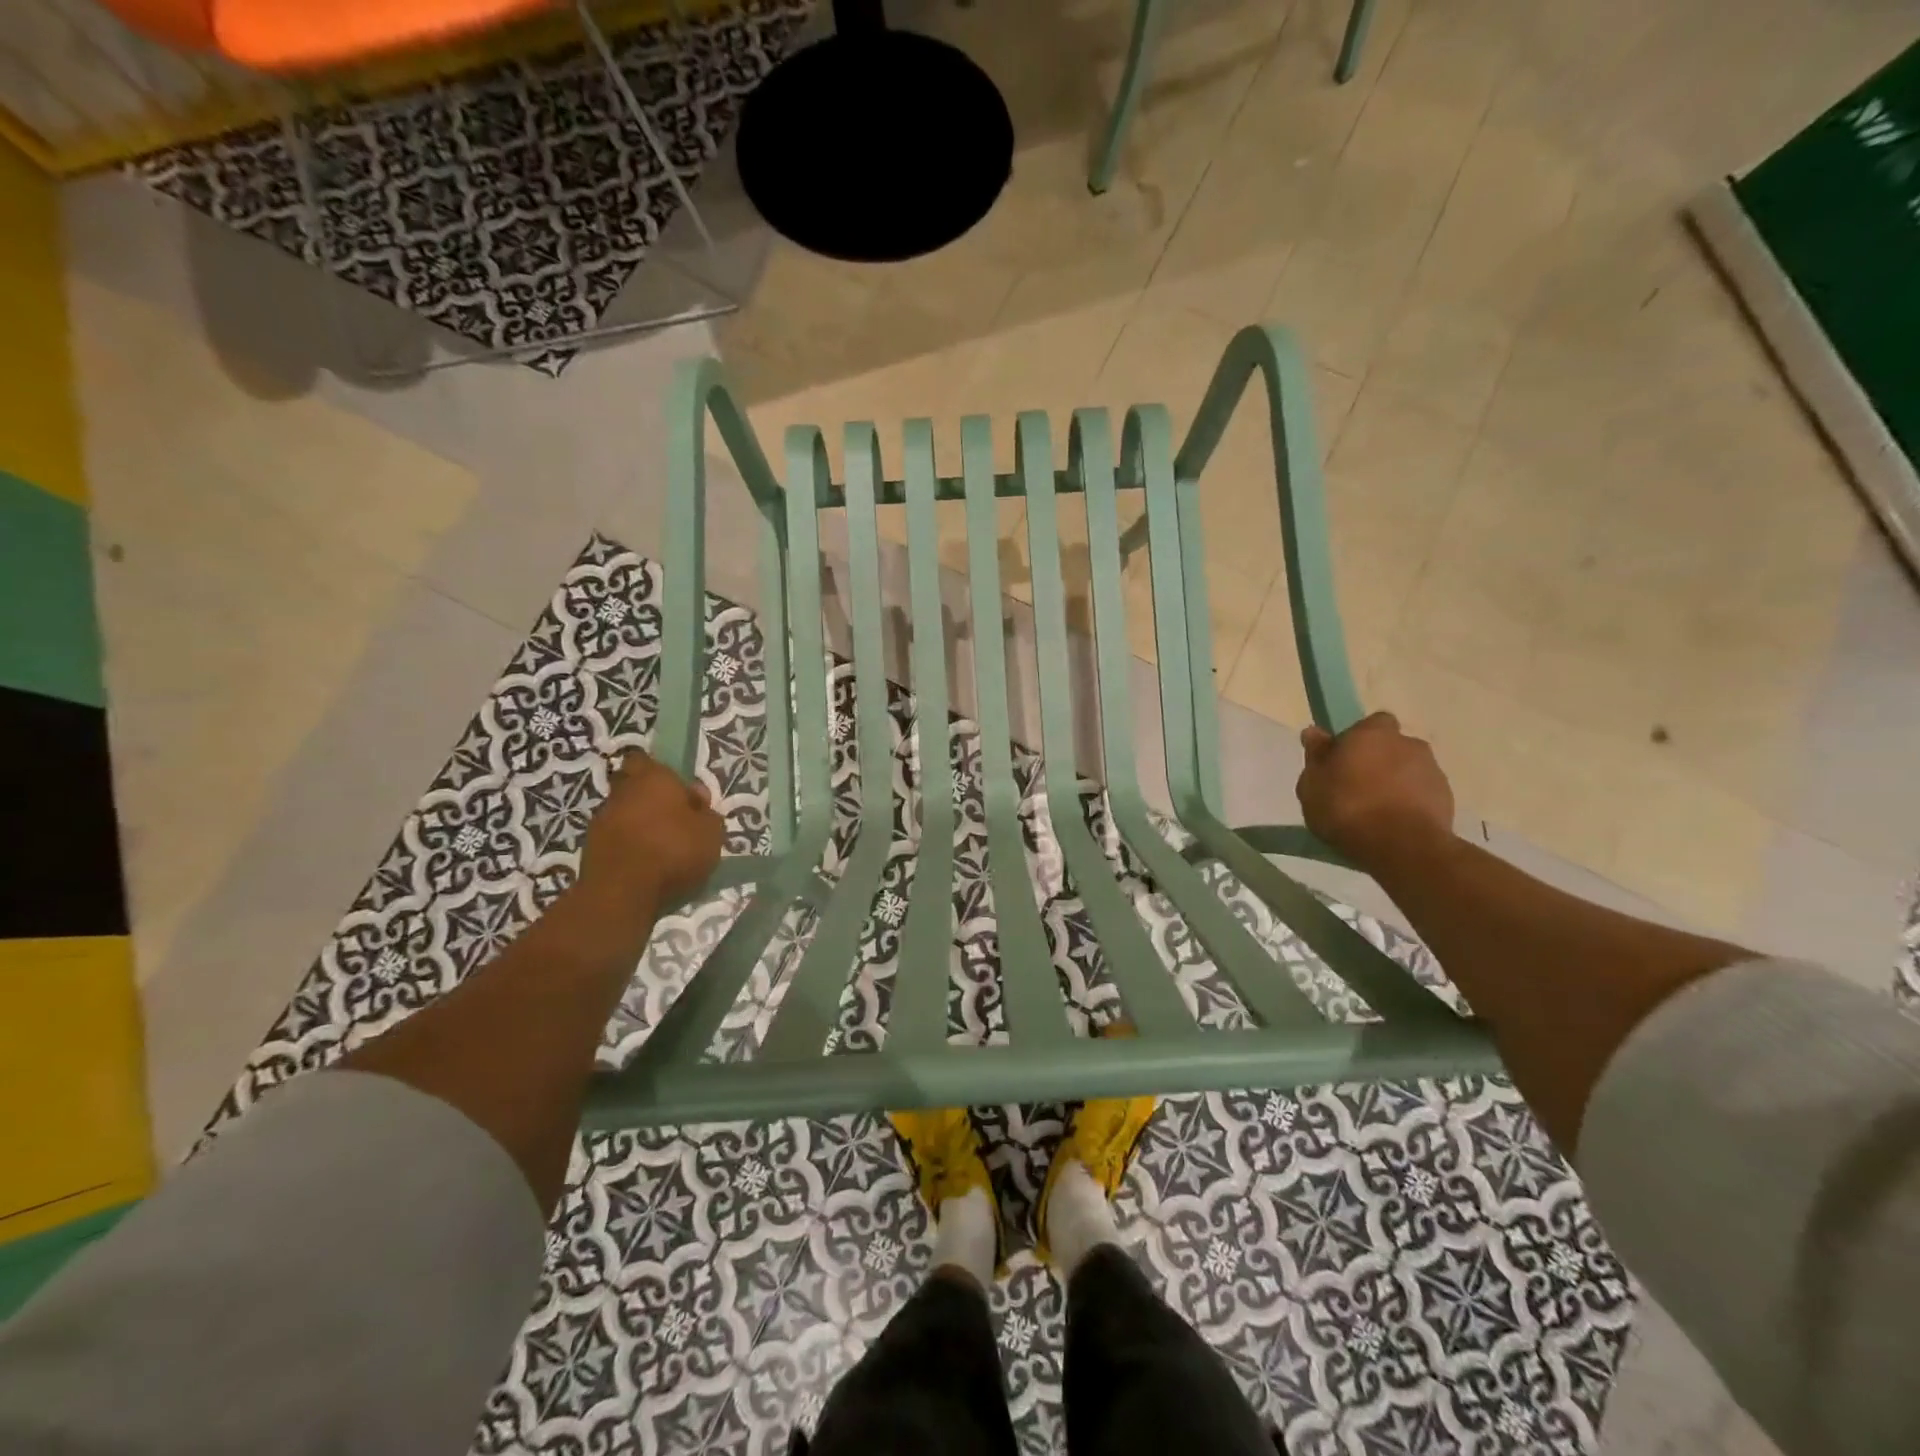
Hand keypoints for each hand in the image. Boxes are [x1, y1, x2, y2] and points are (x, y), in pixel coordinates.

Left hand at [579, 752, 723, 912]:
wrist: (622, 892)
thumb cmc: (674, 850)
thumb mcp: (711, 832)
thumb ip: (707, 813)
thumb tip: (696, 801)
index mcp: (652, 778)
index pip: (645, 760)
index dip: (659, 773)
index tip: (678, 792)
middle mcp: (621, 792)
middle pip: (633, 788)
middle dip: (650, 801)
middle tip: (674, 822)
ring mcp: (601, 821)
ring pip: (624, 815)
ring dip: (639, 827)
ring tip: (663, 851)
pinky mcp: (590, 849)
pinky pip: (616, 841)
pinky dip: (629, 849)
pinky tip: (647, 867)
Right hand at [1296, 712, 1454, 872]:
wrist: (1402, 847)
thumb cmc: (1347, 808)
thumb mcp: (1312, 784)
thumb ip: (1316, 756)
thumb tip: (1314, 732)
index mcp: (1373, 733)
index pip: (1370, 723)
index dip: (1357, 739)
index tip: (1343, 760)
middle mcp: (1408, 743)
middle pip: (1391, 747)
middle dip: (1378, 761)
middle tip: (1357, 787)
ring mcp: (1432, 770)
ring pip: (1408, 770)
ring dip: (1395, 783)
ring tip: (1376, 812)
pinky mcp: (1447, 798)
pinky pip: (1422, 794)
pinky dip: (1410, 803)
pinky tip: (1394, 825)